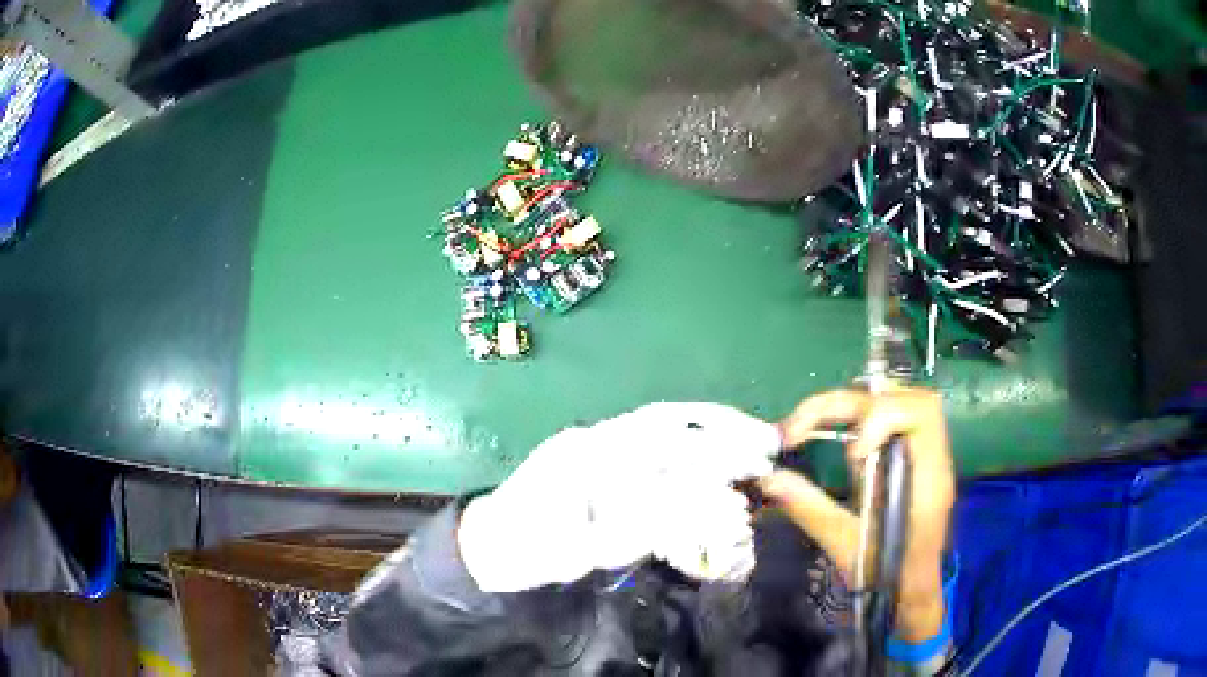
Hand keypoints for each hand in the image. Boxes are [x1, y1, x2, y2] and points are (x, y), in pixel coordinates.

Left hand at [458, 403, 780, 591]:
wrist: (489, 545)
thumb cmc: (527, 551)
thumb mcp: (581, 550)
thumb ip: (640, 530)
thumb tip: (706, 510)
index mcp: (587, 455)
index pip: (663, 438)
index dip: (715, 444)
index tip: (757, 454)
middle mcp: (595, 439)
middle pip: (667, 421)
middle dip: (722, 429)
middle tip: (767, 443)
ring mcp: (594, 443)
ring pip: (660, 424)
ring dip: (708, 429)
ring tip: (750, 440)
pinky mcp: (597, 456)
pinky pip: (649, 442)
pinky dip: (686, 442)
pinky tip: (709, 454)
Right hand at [760, 388, 954, 641]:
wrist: (912, 591)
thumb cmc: (886, 576)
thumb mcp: (846, 547)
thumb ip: (811, 509)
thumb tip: (769, 478)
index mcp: (927, 478)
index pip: (921, 414)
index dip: (882, 417)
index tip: (850, 453)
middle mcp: (931, 456)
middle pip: (903, 397)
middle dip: (848, 404)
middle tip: (798, 428)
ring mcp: (924, 453)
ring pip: (895, 400)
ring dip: (851, 406)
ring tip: (808, 426)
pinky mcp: (910, 457)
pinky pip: (889, 418)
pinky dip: (856, 417)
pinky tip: (829, 433)